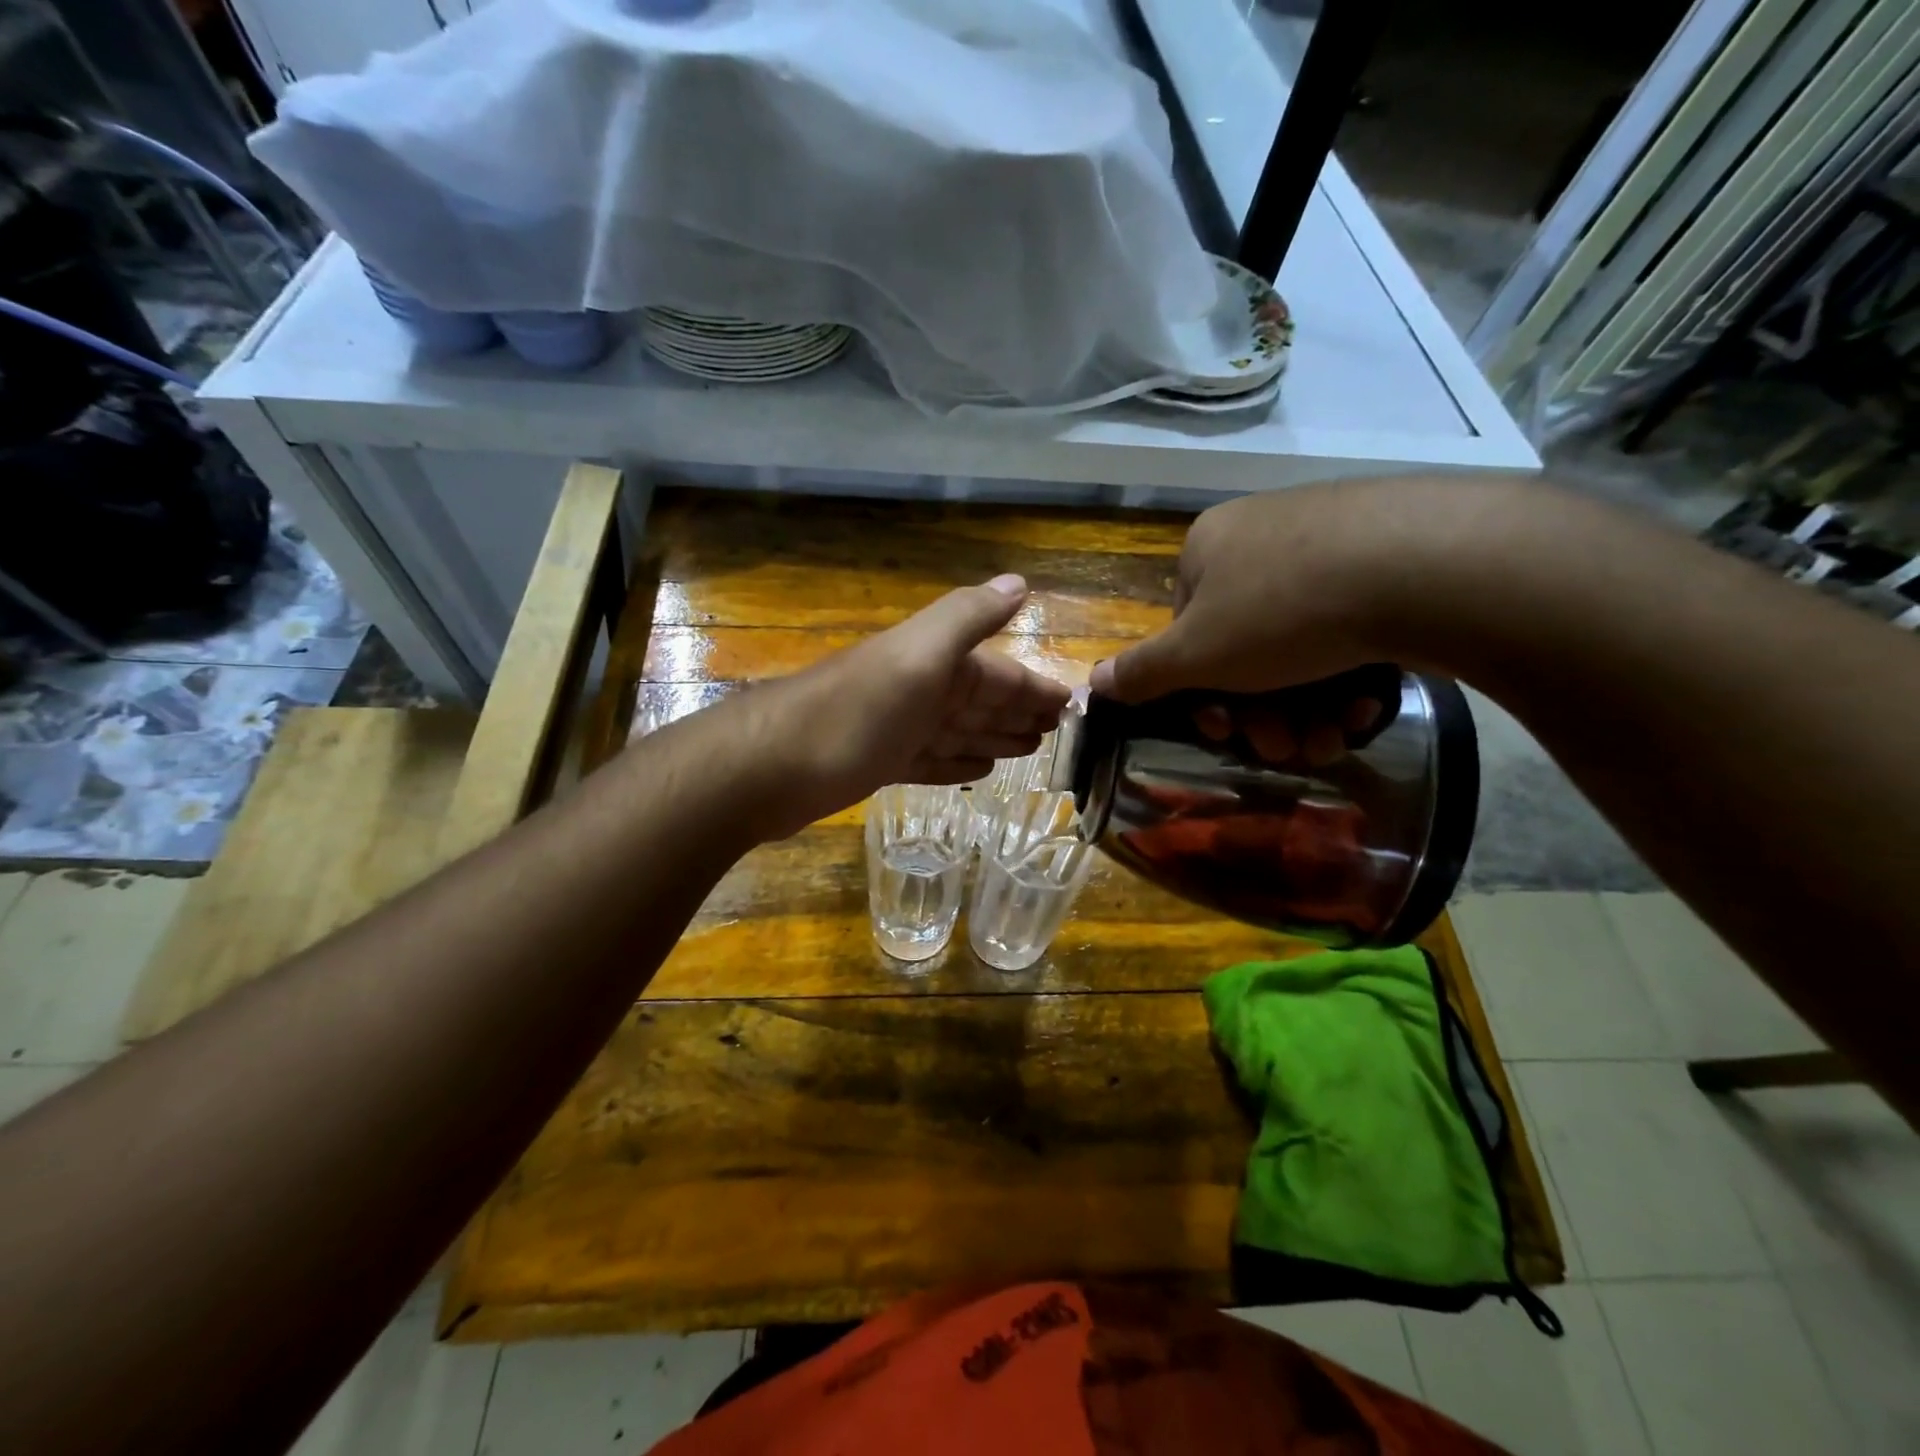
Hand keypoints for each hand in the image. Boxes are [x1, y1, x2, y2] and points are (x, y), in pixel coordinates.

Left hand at [733, 574, 1071, 836]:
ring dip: (992, 737)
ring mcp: (895, 728)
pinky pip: (930, 760)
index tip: (1070, 703)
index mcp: (934, 663)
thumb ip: (967, 618)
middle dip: (1018, 711)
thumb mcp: (917, 656)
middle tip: (1056, 731)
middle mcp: (918, 690)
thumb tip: (1019, 581)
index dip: (1033, 686)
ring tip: (1028, 750)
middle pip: (980, 700)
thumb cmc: (854, 713)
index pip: (998, 672)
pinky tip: (977, 771)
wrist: (768, 766)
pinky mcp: (876, 763)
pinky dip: (954, 763)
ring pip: (958, 730)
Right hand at [1088, 478, 1478, 702]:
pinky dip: (1350, 674)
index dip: (1203, 691)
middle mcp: (1262, 535)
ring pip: (1300, 645)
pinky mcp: (1391, 553)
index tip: (1227, 731)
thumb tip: (1090, 684)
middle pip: (1245, 645)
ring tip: (1327, 740)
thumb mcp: (1197, 655)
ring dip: (1305, 707)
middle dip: (1260, 709)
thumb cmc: (1282, 611)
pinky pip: (1351, 625)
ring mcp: (1330, 539)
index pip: (1188, 631)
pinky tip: (1365, 706)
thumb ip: (1142, 672)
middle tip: (1284, 747)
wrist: (1424, 563)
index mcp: (1208, 548)